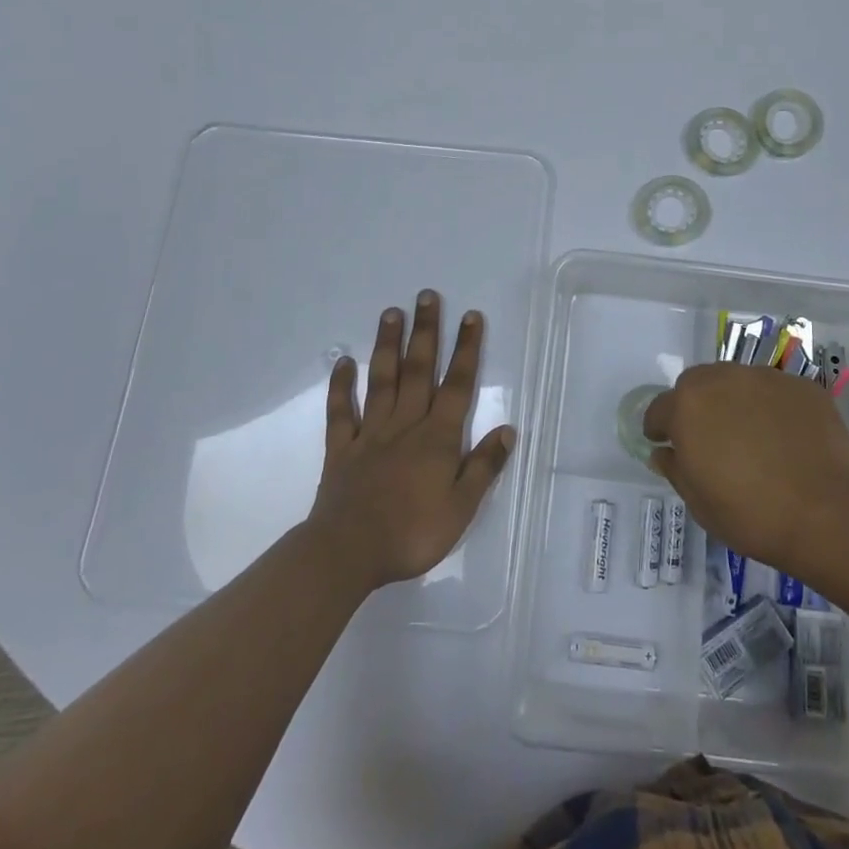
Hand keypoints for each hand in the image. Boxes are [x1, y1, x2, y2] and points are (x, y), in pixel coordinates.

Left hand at [308, 291, 515, 590]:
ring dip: (387, 345)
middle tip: (427, 296)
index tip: (471, 316)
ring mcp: (371, 433)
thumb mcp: (462, 508)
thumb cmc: (412, 533)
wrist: (348, 552)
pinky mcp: (342, 448)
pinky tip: (343, 362)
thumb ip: (484, 466)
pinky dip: (341, 386)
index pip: (457, 384)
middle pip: (418, 370)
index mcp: (438, 437)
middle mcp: (405, 424)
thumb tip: (507, 429)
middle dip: (426, 331)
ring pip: (382, 380)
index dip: (466, 349)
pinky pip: (341, 411)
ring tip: (391, 312)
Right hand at [644, 363, 848, 573]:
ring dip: (734, 402)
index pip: (659, 408)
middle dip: (696, 407)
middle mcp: (723, 379)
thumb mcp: (699, 502)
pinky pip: (776, 393)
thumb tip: (664, 452)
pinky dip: (772, 409)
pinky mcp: (802, 386)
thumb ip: (675, 469)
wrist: (828, 514)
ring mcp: (766, 378)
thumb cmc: (751, 514)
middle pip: (697, 385)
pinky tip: (786, 439)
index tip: (665, 445)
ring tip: (752, 437)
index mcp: (688, 406)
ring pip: (738, 383)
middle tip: (710, 440)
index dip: (659, 429)